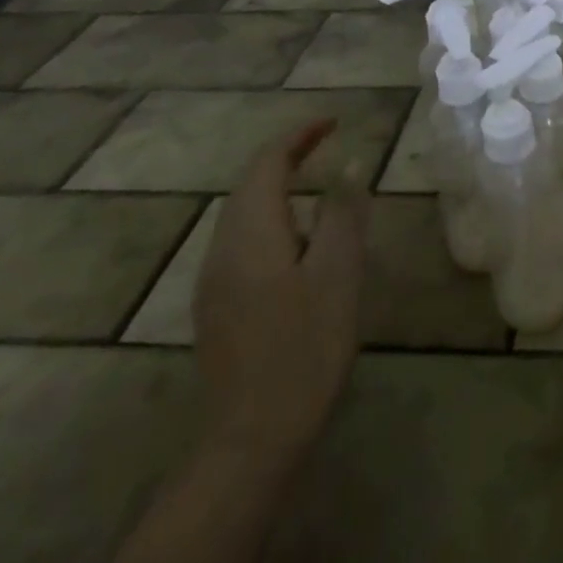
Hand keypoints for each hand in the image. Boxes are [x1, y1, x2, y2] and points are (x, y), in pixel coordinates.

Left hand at [192, 120, 368, 470]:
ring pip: (244, 216)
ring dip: (279, 191)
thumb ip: (342, 213)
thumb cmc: (304, 350)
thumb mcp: (338, 275)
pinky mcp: (218, 307)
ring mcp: (214, 282)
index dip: (299, 136)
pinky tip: (300, 248)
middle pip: (249, 186)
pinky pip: (243, 243)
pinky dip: (273, 222)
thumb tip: (348, 163)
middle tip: (329, 148)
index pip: (267, 163)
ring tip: (321, 193)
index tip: (334, 122)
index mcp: (251, 234)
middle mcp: (222, 249)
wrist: (250, 440)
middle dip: (287, 159)